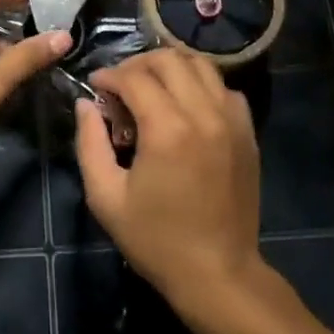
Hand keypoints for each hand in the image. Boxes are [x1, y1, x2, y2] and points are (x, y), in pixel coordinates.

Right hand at [74, 49, 262, 313]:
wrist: (219, 274)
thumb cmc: (156, 240)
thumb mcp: (106, 197)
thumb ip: (90, 143)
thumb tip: (85, 104)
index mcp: (167, 129)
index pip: (134, 78)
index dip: (108, 76)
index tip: (94, 87)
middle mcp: (203, 113)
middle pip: (169, 60)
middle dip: (137, 64)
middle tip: (120, 86)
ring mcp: (231, 120)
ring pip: (200, 65)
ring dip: (171, 68)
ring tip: (152, 88)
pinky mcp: (247, 132)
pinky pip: (224, 88)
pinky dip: (201, 85)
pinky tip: (186, 106)